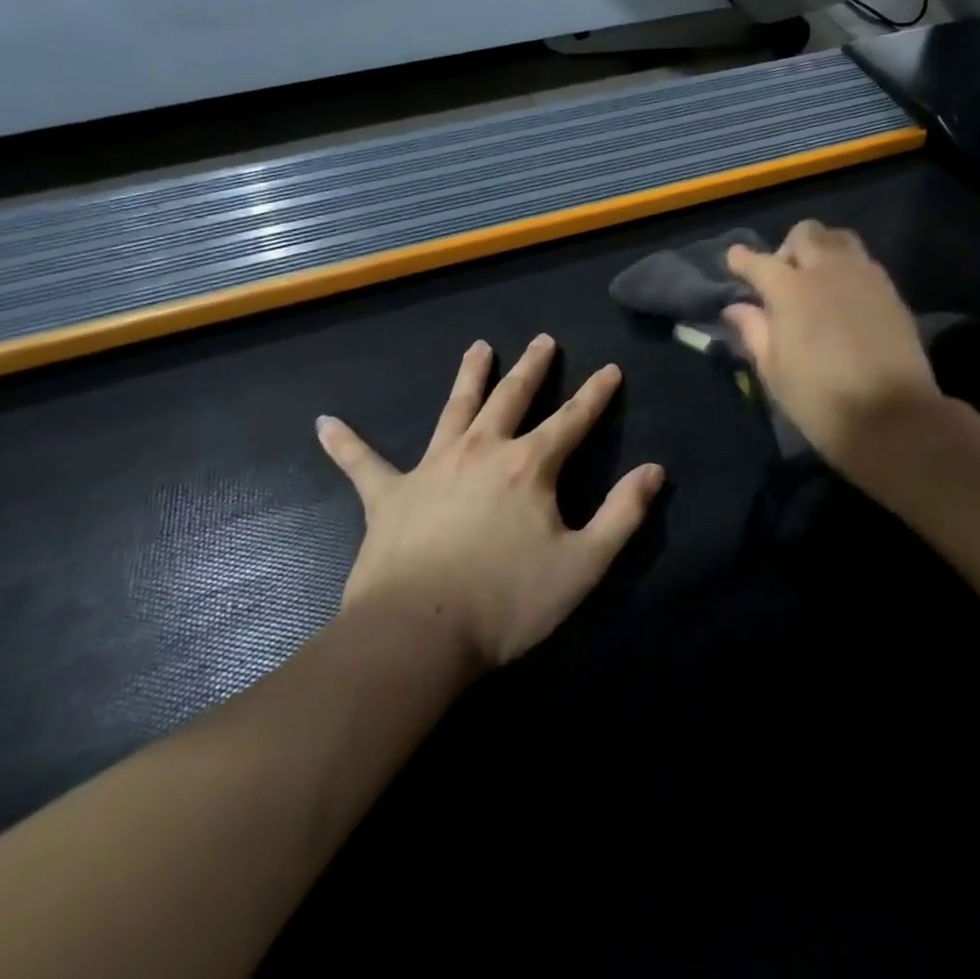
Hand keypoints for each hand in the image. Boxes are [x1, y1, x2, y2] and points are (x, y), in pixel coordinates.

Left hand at [317, 334, 663, 670]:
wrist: (416, 639)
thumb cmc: (506, 602)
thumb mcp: (584, 564)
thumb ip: (623, 514)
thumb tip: (655, 470)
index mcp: (529, 466)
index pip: (573, 418)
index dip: (596, 394)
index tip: (611, 369)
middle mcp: (482, 451)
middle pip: (512, 398)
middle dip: (532, 368)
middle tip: (542, 340)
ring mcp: (432, 469)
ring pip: (454, 410)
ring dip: (468, 377)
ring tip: (477, 348)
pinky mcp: (388, 497)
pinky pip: (364, 465)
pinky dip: (346, 444)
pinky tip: (324, 423)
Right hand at [724, 222, 942, 473]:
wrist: (893, 416)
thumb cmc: (821, 400)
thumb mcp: (774, 371)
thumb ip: (754, 331)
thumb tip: (736, 307)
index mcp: (791, 290)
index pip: (759, 262)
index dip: (743, 260)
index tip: (735, 259)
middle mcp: (827, 271)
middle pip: (805, 234)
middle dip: (787, 248)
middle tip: (784, 277)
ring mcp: (863, 276)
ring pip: (839, 238)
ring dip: (822, 249)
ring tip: (818, 279)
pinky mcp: (890, 290)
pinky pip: (864, 261)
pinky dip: (847, 267)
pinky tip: (845, 296)